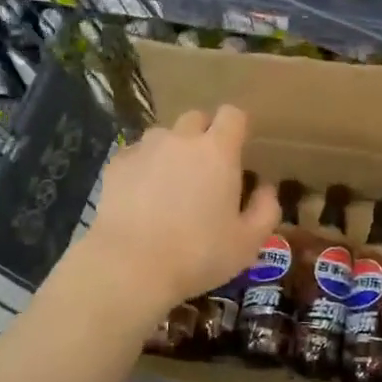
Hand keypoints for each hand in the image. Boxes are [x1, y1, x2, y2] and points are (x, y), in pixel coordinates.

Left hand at [82, 105, 280, 309]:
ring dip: (172, 150)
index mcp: (218, 151)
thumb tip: (266, 188)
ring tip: (170, 184)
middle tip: (206, 169)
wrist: (131, 266)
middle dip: (203, 135)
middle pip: (196, 118)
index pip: (232, 114)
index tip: (238, 149)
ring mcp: (144, 148)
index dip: (237, 127)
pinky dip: (143, 167)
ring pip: (163, 135)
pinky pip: (136, 155)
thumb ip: (265, 210)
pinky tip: (141, 196)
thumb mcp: (248, 242)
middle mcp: (181, 139)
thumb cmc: (198, 254)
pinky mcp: (116, 165)